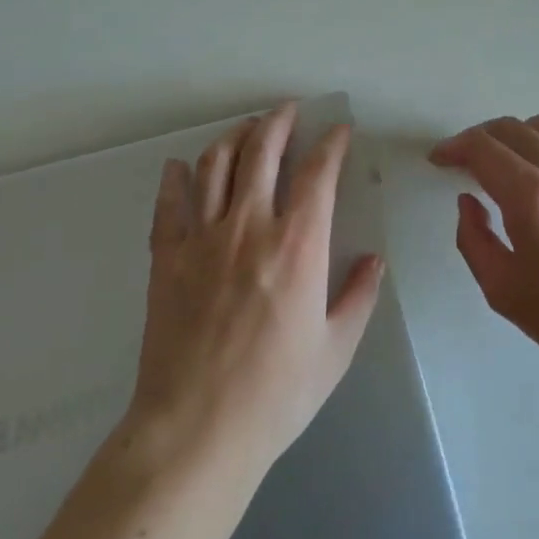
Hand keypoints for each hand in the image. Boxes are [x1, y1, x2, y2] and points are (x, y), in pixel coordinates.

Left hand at [130, 102, 383, 476]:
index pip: (317, 174)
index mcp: (298, 246)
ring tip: (245, 128)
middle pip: (261, 152)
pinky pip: (168, 205)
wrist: (197, 429)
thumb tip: (373, 260)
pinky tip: (178, 167)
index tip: (339, 131)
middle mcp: (249, 227)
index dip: (331, 144)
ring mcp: (201, 239)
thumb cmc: (276, 393)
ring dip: (233, 138)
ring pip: (215, 166)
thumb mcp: (336, 349)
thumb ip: (358, 296)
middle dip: (278, 122)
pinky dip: (174, 179)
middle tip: (288, 109)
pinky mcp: (165, 259)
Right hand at [431, 115, 538, 387]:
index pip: (483, 148)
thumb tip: (470, 200)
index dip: (454, 147)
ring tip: (504, 163)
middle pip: (511, 128)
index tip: (439, 159)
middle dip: (479, 138)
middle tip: (464, 161)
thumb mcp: (500, 288)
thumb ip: (472, 237)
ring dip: (515, 137)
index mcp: (532, 198)